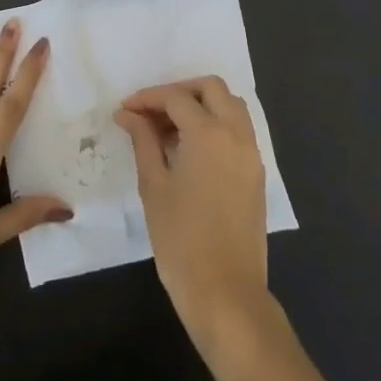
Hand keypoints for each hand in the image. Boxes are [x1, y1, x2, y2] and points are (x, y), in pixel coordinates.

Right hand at [115, 77, 280, 377]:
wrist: (225, 291)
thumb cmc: (180, 239)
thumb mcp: (154, 186)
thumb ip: (143, 141)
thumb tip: (128, 114)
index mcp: (209, 133)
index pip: (176, 98)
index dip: (147, 99)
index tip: (125, 111)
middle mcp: (237, 134)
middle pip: (211, 88)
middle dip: (179, 92)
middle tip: (150, 112)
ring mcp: (252, 154)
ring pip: (230, 106)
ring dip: (200, 105)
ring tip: (168, 129)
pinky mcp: (256, 173)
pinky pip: (239, 130)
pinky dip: (215, 125)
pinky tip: (189, 149)